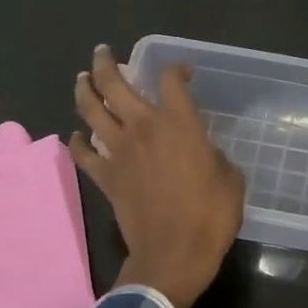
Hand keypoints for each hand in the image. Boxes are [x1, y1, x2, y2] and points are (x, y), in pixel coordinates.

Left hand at [70, 45, 244, 307]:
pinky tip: (77, 136)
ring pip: (90, 111)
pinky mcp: (106, 177)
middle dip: (105, 64)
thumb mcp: (229, 178)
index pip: (171, 80)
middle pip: (114, 85)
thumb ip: (213, 155)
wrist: (174, 254)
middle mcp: (143, 128)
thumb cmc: (210, 216)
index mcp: (178, 124)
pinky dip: (78, 142)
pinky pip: (84, 154)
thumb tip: (201, 151)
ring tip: (83, 79)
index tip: (183, 73)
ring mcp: (119, 152)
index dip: (176, 69)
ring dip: (84, 91)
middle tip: (102, 53)